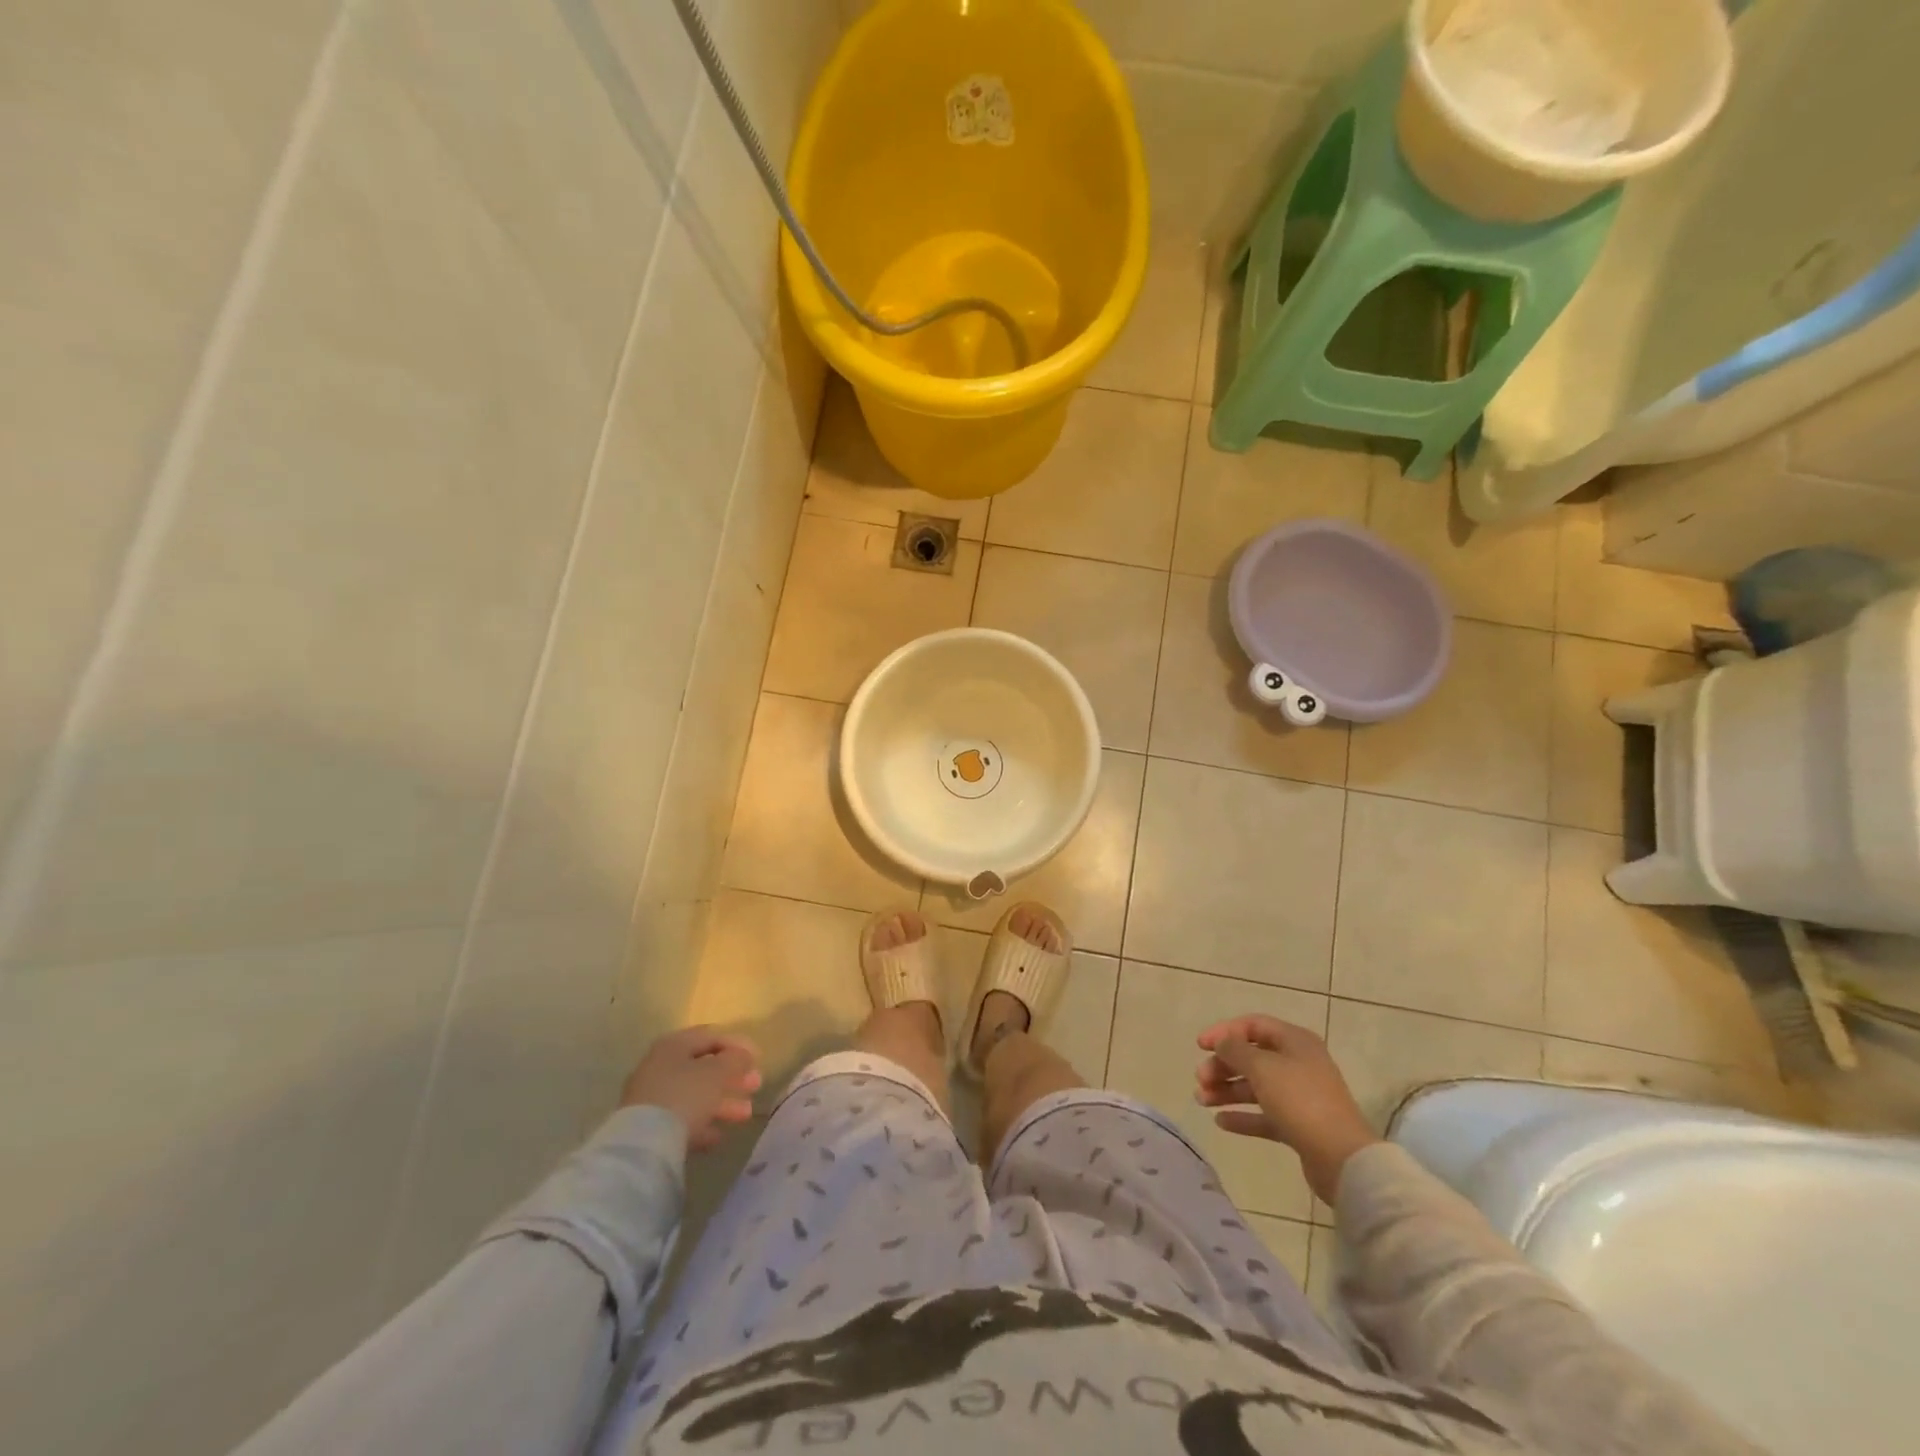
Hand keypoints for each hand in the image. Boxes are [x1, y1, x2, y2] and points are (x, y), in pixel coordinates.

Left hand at [622, 1027, 762, 1151]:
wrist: (644, 1145)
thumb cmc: (685, 1095)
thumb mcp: (717, 1072)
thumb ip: (734, 1060)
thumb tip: (743, 1055)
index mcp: (674, 1045)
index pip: (710, 1036)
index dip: (737, 1045)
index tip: (758, 1058)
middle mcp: (660, 1067)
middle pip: (703, 1067)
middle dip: (732, 1077)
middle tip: (755, 1085)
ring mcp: (652, 1098)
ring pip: (695, 1095)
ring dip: (722, 1103)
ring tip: (746, 1115)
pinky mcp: (649, 1127)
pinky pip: (682, 1120)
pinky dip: (702, 1124)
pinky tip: (718, 1136)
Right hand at [1194, 1015, 1379, 1205]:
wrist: (1342, 1158)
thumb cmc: (1300, 1100)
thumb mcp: (1262, 1067)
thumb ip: (1235, 1050)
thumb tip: (1222, 1043)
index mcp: (1295, 1041)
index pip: (1253, 1025)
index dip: (1224, 1032)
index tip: (1199, 1046)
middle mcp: (1298, 1064)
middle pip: (1252, 1058)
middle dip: (1223, 1066)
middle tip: (1200, 1079)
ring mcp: (1300, 1096)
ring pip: (1256, 1087)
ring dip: (1227, 1091)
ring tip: (1201, 1101)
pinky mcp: (1299, 1126)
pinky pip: (1264, 1115)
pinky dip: (1243, 1116)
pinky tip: (1221, 1122)